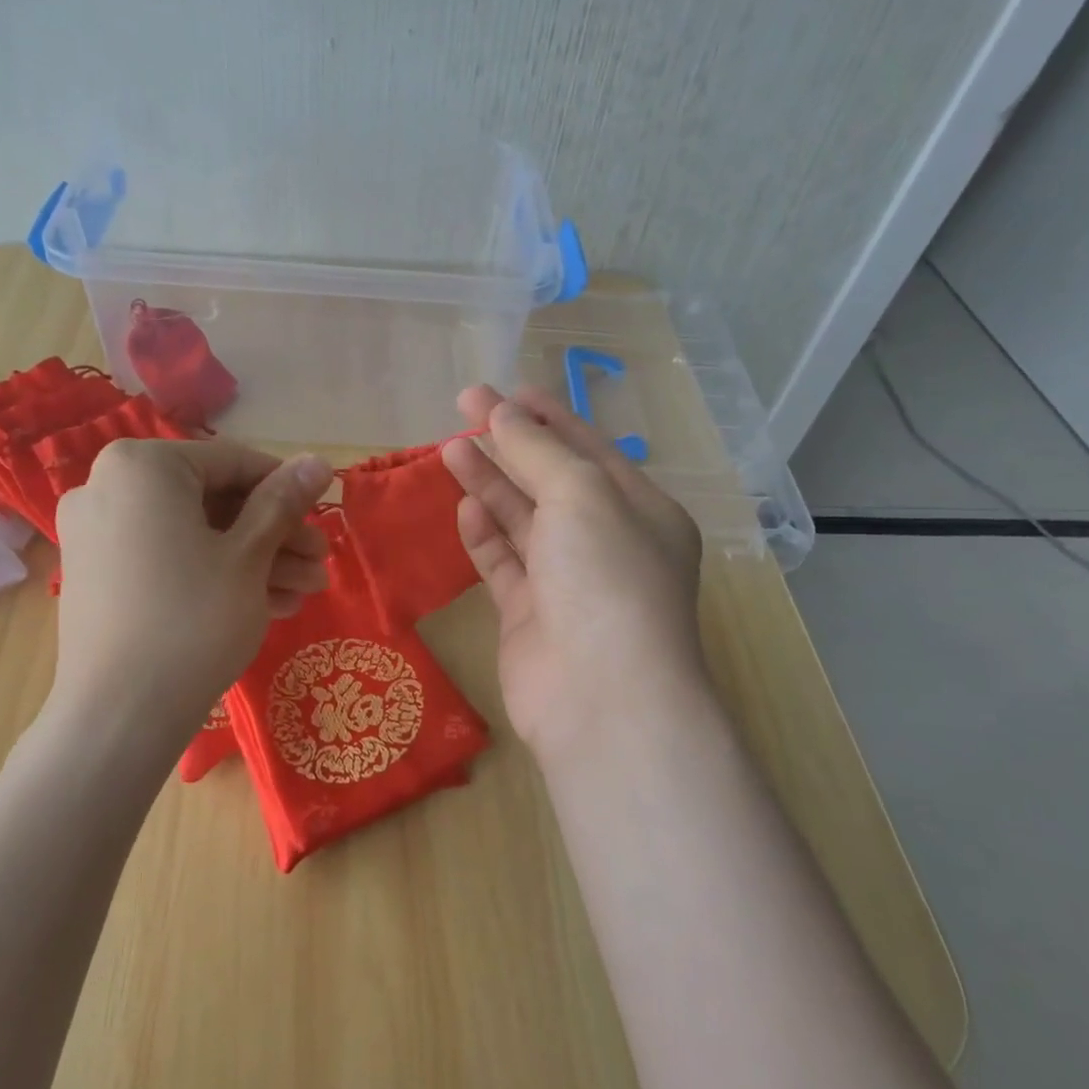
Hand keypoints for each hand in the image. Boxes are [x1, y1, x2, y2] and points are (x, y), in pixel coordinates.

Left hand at [50, 439, 332, 748]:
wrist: (120, 717)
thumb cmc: (193, 619)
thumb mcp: (249, 556)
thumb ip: (283, 501)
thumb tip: (319, 461)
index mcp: (142, 467)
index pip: (233, 462)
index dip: (287, 489)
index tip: (323, 516)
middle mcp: (108, 489)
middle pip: (213, 501)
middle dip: (274, 535)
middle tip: (319, 563)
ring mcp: (99, 536)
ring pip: (195, 535)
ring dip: (254, 560)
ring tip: (305, 592)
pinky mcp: (100, 578)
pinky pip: (168, 560)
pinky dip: (215, 575)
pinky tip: (268, 605)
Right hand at [441, 386, 706, 764]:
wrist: (601, 698)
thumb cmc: (606, 577)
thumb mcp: (581, 494)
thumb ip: (537, 450)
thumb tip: (501, 413)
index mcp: (639, 509)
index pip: (587, 448)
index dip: (545, 415)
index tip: (501, 390)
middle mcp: (606, 542)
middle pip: (550, 480)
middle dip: (509, 442)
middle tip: (462, 408)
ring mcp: (567, 582)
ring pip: (523, 521)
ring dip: (490, 484)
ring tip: (449, 449)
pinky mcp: (531, 616)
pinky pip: (504, 565)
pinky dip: (485, 535)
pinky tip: (463, 507)